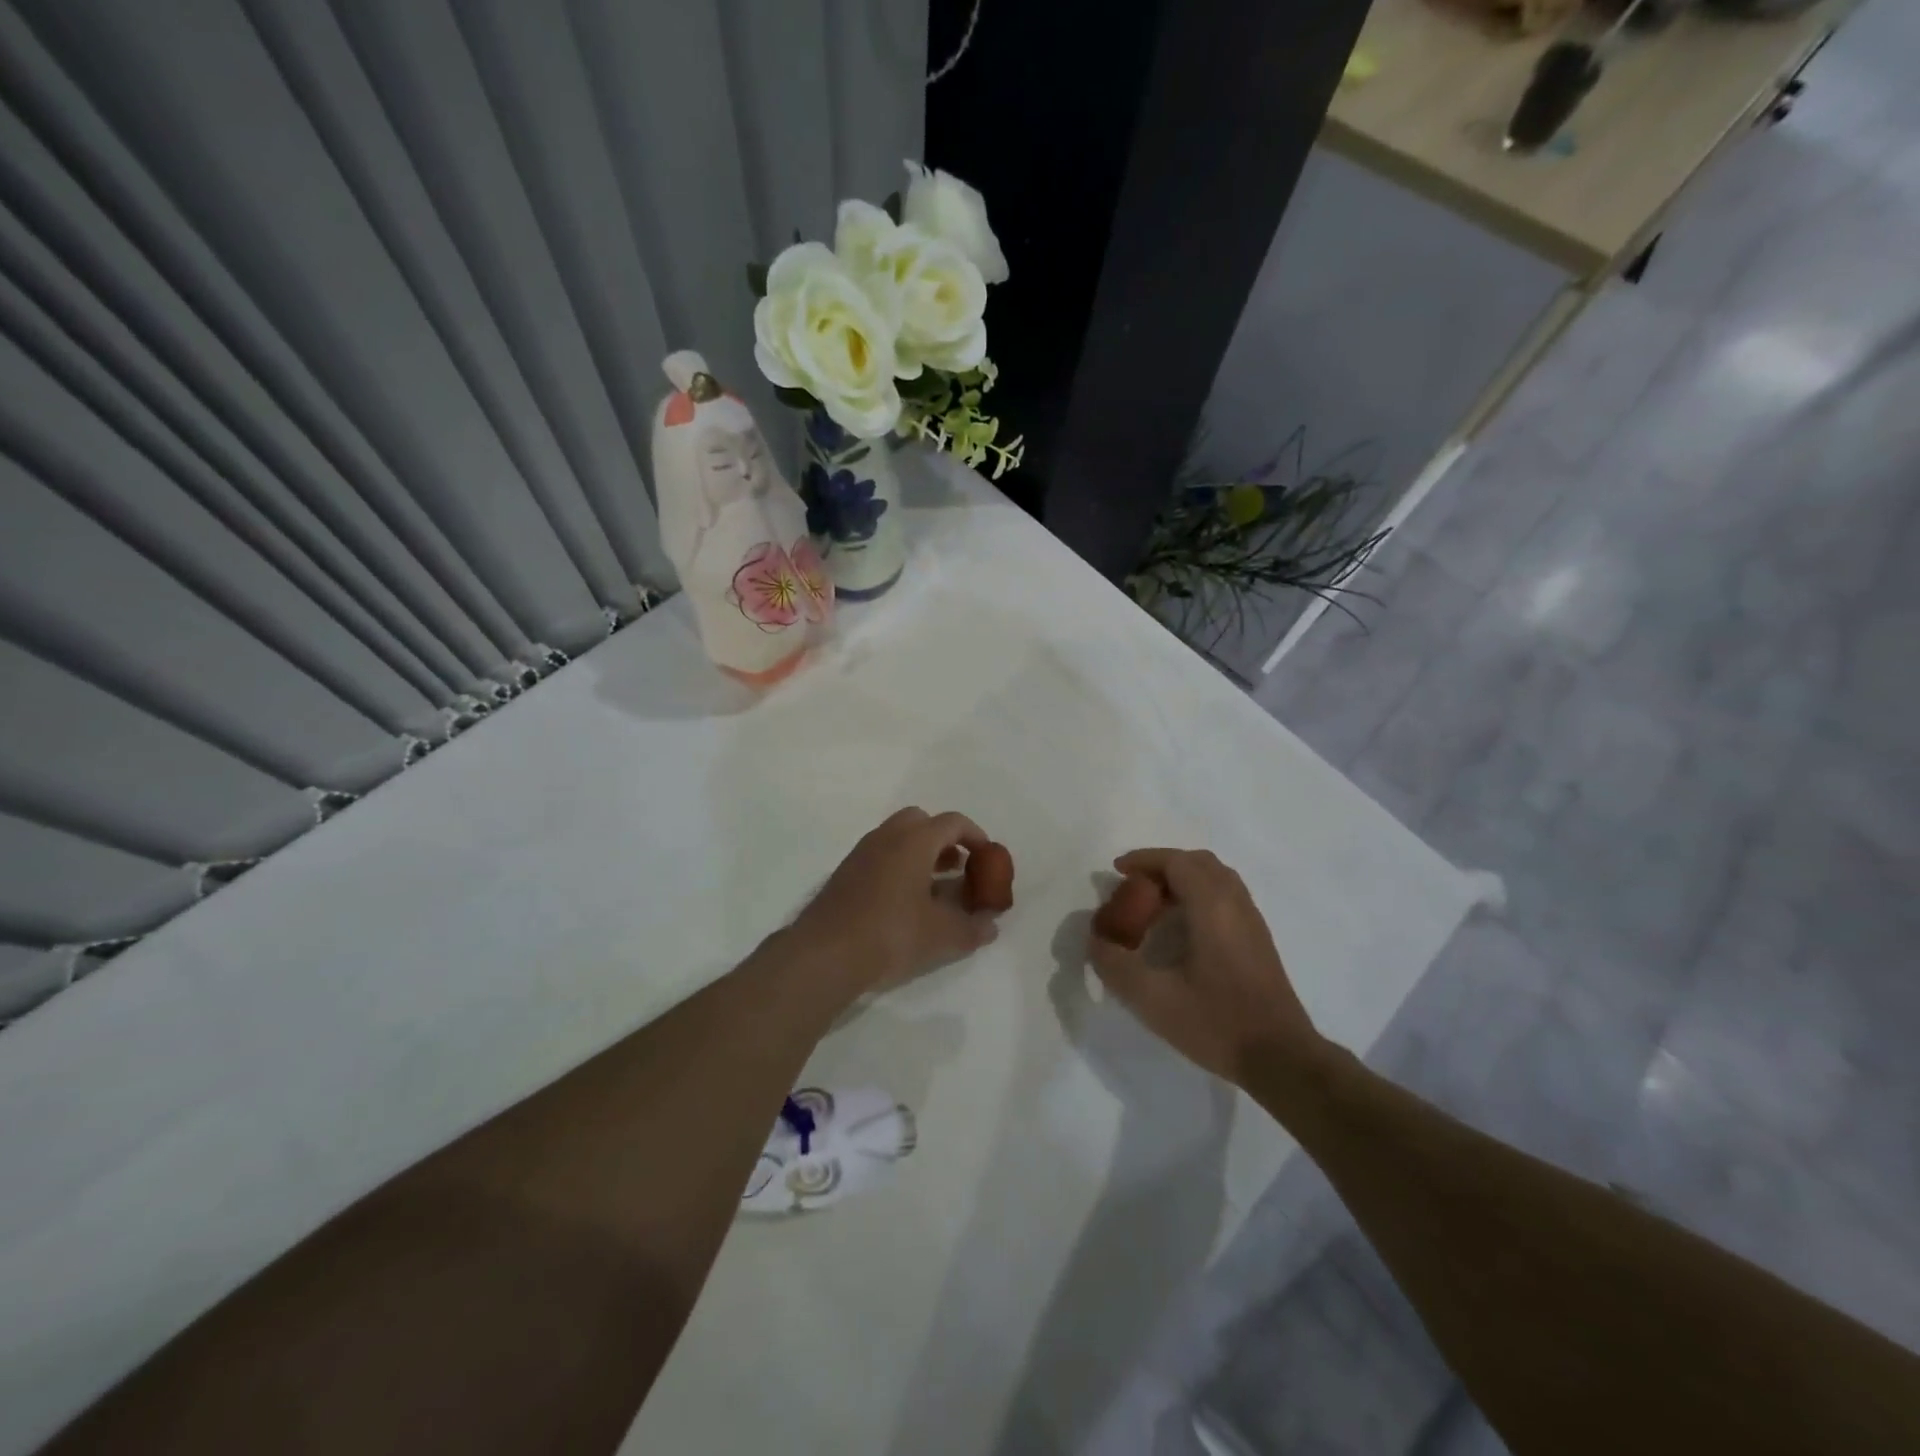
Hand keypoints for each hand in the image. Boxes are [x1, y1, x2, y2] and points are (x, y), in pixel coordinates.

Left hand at [790, 807, 1002, 995]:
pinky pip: (879, 857)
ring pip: (897, 839)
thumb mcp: (942, 935)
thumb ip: (972, 927)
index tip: (988, 858)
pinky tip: (903, 903)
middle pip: (920, 821)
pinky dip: (898, 868)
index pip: (953, 822)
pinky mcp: (844, 875)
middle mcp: (886, 837)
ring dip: (919, 854)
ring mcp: (861, 854)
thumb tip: (990, 925)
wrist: (825, 954)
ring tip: (935, 888)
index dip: (976, 836)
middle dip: (943, 839)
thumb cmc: (891, 934)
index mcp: (914, 840)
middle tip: (958, 867)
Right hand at [1088, 848, 1325, 1085]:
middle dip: (1162, 867)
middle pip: (1198, 863)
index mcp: (1212, 907)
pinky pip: (1225, 898)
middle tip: (1134, 888)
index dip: (1144, 860)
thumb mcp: (1153, 999)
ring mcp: (1252, 921)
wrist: (1282, 1058)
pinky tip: (1181, 931)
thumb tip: (1097, 941)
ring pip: (1215, 879)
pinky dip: (1198, 897)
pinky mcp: (1258, 941)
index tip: (1117, 872)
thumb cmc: (1217, 1023)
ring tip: (1153, 908)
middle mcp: (1235, 904)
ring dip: (1181, 882)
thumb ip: (1116, 965)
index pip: (1177, 862)